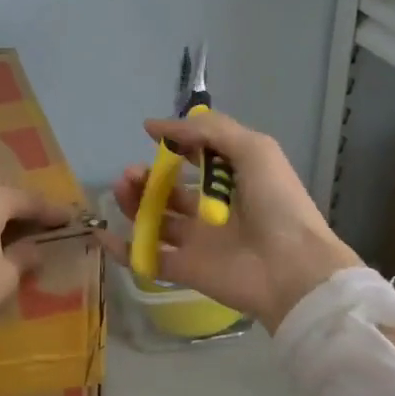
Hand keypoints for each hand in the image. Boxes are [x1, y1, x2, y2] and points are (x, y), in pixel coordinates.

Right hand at [95, 112, 362, 331]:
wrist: (291, 268)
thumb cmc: (276, 203)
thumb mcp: (253, 149)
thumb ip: (208, 131)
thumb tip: (155, 126)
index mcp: (233, 179)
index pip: (198, 157)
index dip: (176, 144)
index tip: (152, 135)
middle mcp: (213, 208)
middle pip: (169, 190)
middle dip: (147, 177)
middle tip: (132, 172)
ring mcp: (197, 241)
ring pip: (155, 219)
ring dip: (133, 202)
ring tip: (123, 188)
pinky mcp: (185, 269)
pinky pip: (147, 258)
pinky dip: (122, 248)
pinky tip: (103, 232)